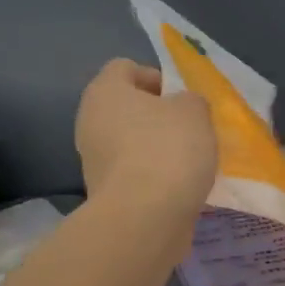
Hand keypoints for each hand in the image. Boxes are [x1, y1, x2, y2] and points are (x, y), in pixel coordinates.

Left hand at [75, 60, 216, 226]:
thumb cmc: (168, 150)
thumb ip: (190, 100)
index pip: (125, 68)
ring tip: (189, 161)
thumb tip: (181, 108)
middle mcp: (90, 121)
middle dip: (158, 116)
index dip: (156, 77)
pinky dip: (153, 176)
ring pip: (130, 142)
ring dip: (156, 148)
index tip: (181, 99)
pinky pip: (133, 172)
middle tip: (189, 129)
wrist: (145, 218)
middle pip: (127, 108)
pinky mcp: (104, 192)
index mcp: (105, 91)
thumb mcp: (195, 111)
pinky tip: (178, 186)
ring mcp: (92, 160)